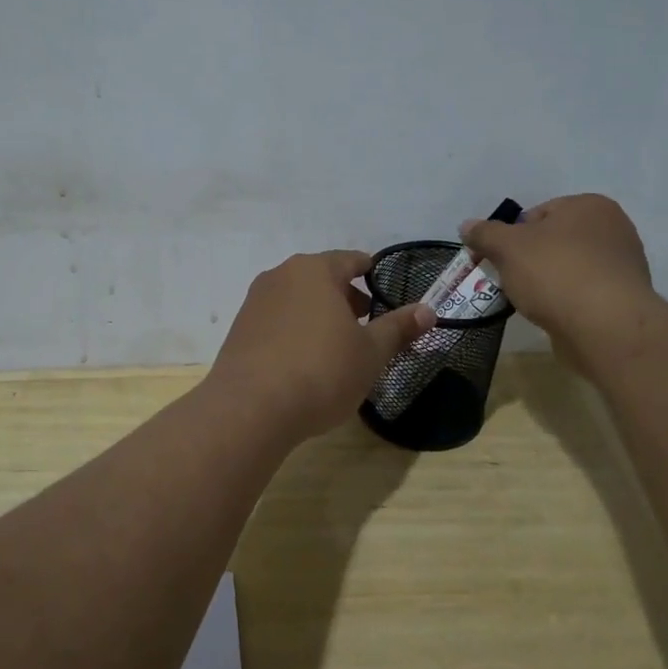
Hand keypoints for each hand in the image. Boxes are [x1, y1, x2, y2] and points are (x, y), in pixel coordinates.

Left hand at [208, 251, 434, 441]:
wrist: (250, 408)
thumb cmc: (321, 371)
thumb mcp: (370, 353)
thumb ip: (398, 328)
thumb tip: (428, 310)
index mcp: (315, 270)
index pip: (351, 260)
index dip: (371, 273)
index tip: (385, 290)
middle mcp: (281, 276)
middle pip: (322, 278)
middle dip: (346, 298)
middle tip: (367, 325)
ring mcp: (255, 302)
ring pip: (297, 299)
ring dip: (319, 315)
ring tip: (337, 346)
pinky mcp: (239, 329)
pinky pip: (277, 320)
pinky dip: (295, 331)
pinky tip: (304, 361)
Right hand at [460, 194, 656, 346]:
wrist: (606, 327)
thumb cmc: (555, 274)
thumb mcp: (507, 248)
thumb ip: (485, 234)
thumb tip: (466, 226)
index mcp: (588, 205)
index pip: (536, 214)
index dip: (510, 237)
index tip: (497, 260)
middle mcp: (613, 227)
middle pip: (553, 241)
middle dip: (529, 260)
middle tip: (510, 281)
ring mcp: (622, 264)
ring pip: (568, 268)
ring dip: (547, 282)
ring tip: (531, 302)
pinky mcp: (624, 298)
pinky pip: (583, 292)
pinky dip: (566, 300)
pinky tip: (554, 315)